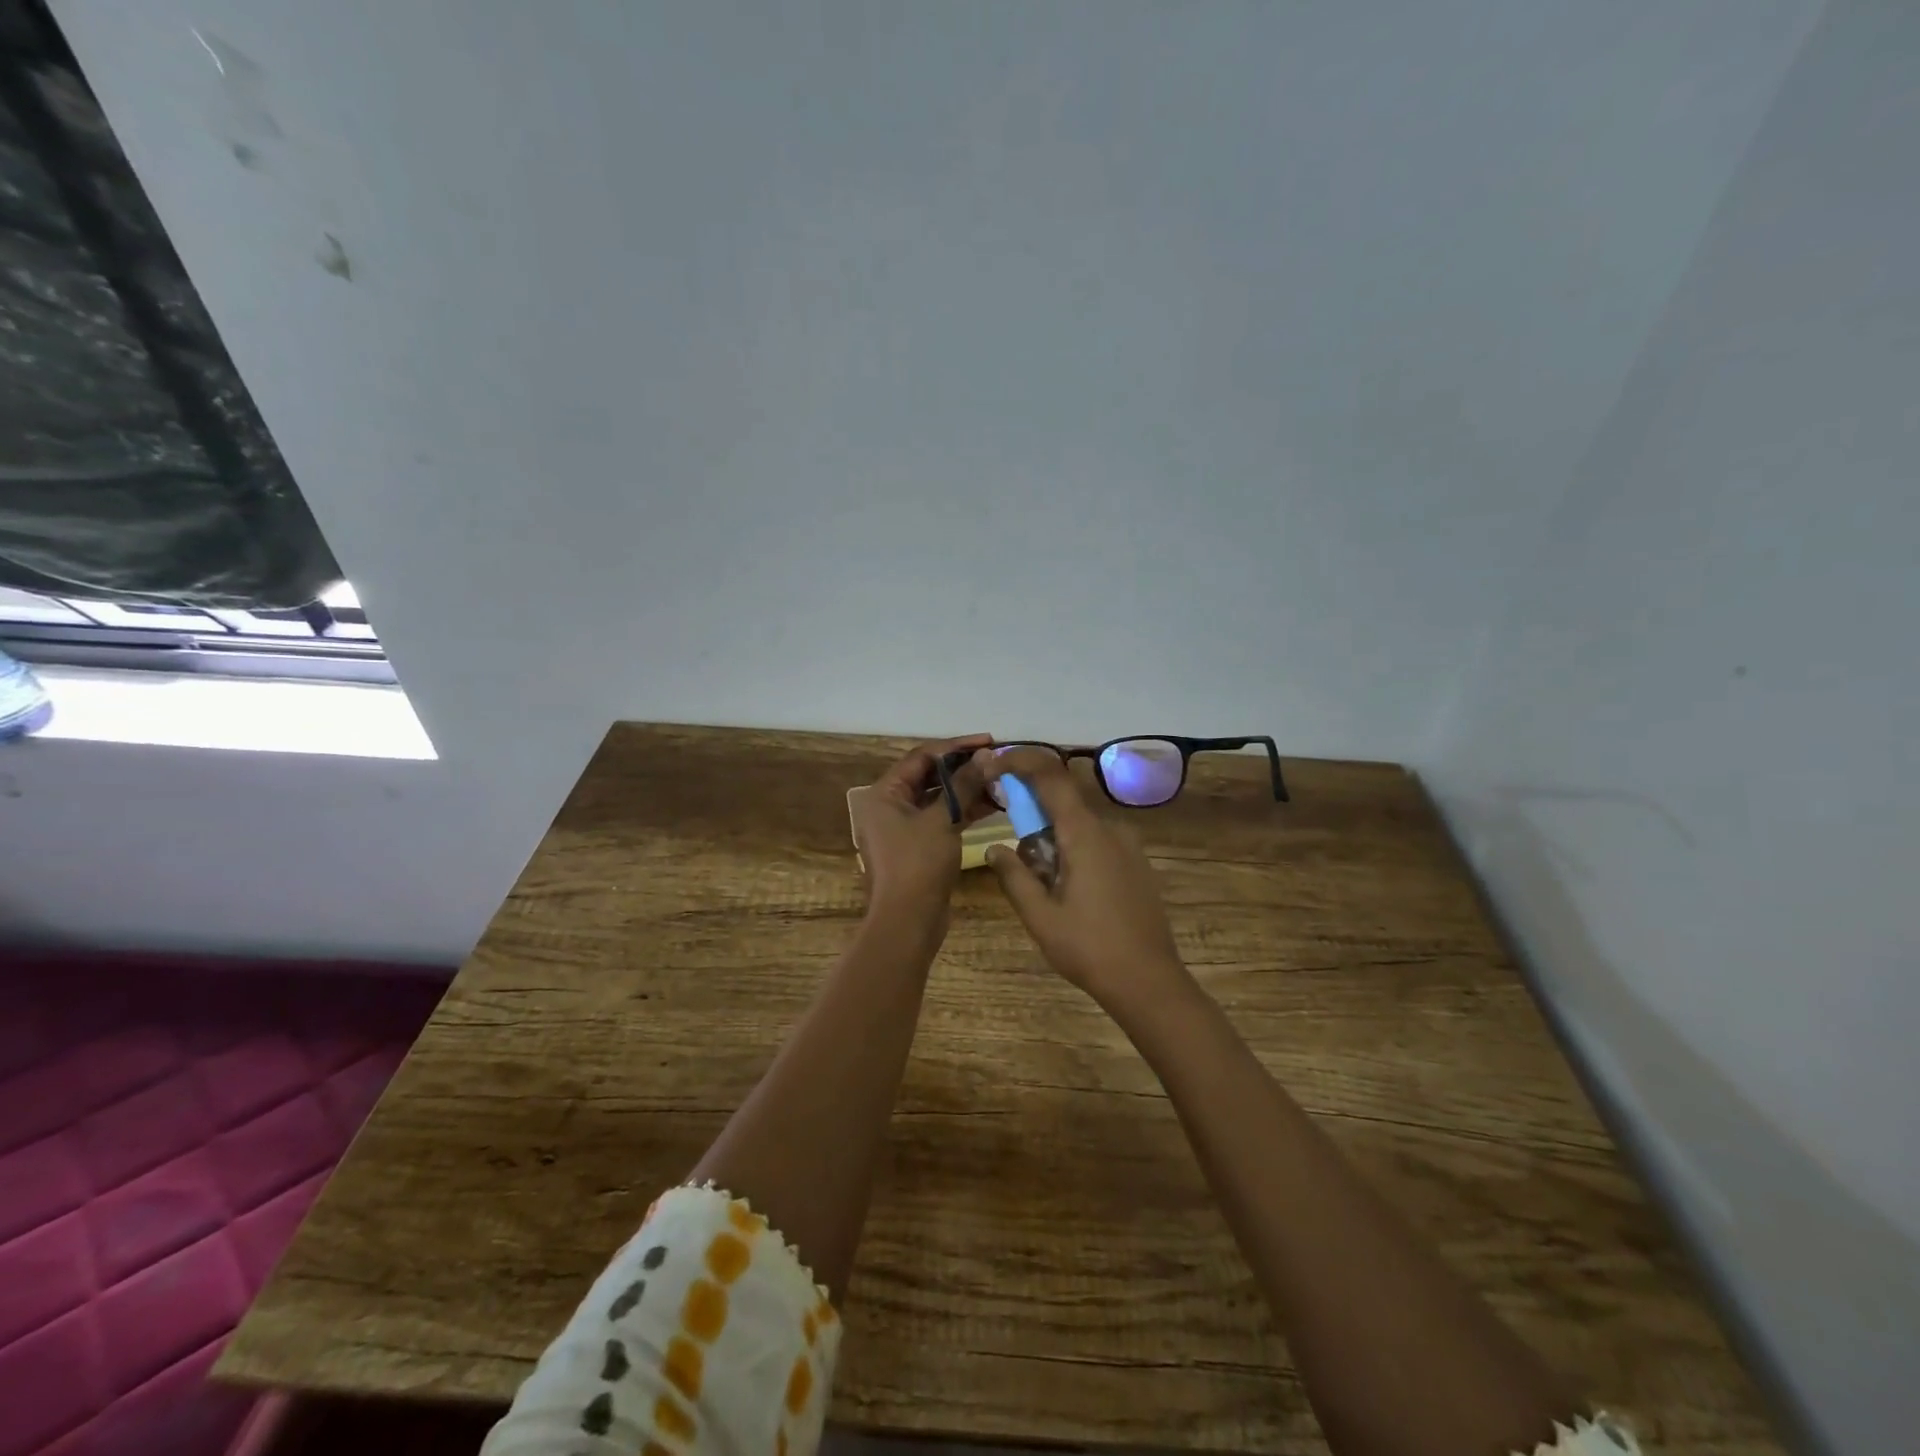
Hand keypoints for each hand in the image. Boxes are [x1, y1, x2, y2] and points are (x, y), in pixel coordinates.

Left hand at [851, 734, 995, 938]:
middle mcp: (888, 805)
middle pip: (929, 775)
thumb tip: (985, 757)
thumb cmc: (918, 865)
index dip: (956, 747)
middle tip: (996, 761)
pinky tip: (993, 805)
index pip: (922, 757)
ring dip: (966, 789)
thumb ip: (963, 785)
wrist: (907, 922)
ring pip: (937, 798)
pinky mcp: (917, 845)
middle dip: (963, 768)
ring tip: (1000, 782)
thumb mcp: (942, 820)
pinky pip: (940, 818)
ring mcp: (902, 827)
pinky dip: (962, 810)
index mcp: (883, 793)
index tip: (987, 742)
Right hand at [983, 748, 1190, 1015]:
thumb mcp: (1040, 916)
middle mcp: (1110, 828)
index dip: (1021, 761)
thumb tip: (994, 847)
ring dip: (1053, 836)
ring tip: (1043, 883)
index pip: (1051, 776)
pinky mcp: (1136, 862)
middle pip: (1063, 800)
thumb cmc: (1089, 948)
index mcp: (1084, 833)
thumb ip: (1014, 875)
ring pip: (1079, 824)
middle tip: (1014, 847)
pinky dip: (1073, 847)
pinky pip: (1097, 840)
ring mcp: (1128, 845)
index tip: (995, 764)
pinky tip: (1070, 888)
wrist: (1149, 981)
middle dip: (1032, 812)